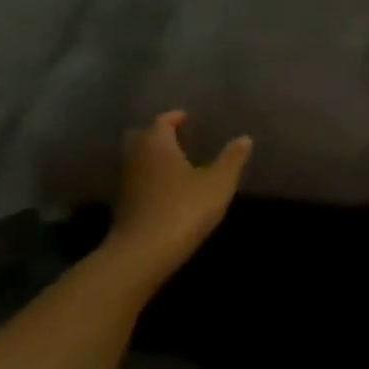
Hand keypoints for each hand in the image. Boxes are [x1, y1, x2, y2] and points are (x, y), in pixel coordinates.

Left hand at [103, 111, 251, 284]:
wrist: (144, 251)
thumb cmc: (184, 208)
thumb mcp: (218, 182)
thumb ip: (232, 159)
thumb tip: (244, 138)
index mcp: (157, 143)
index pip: (163, 121)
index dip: (176, 118)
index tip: (188, 118)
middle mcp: (136, 155)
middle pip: (144, 136)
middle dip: (159, 134)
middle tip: (179, 137)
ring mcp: (126, 181)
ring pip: (138, 159)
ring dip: (154, 157)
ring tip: (178, 162)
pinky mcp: (123, 204)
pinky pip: (138, 180)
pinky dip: (151, 178)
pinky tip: (168, 188)